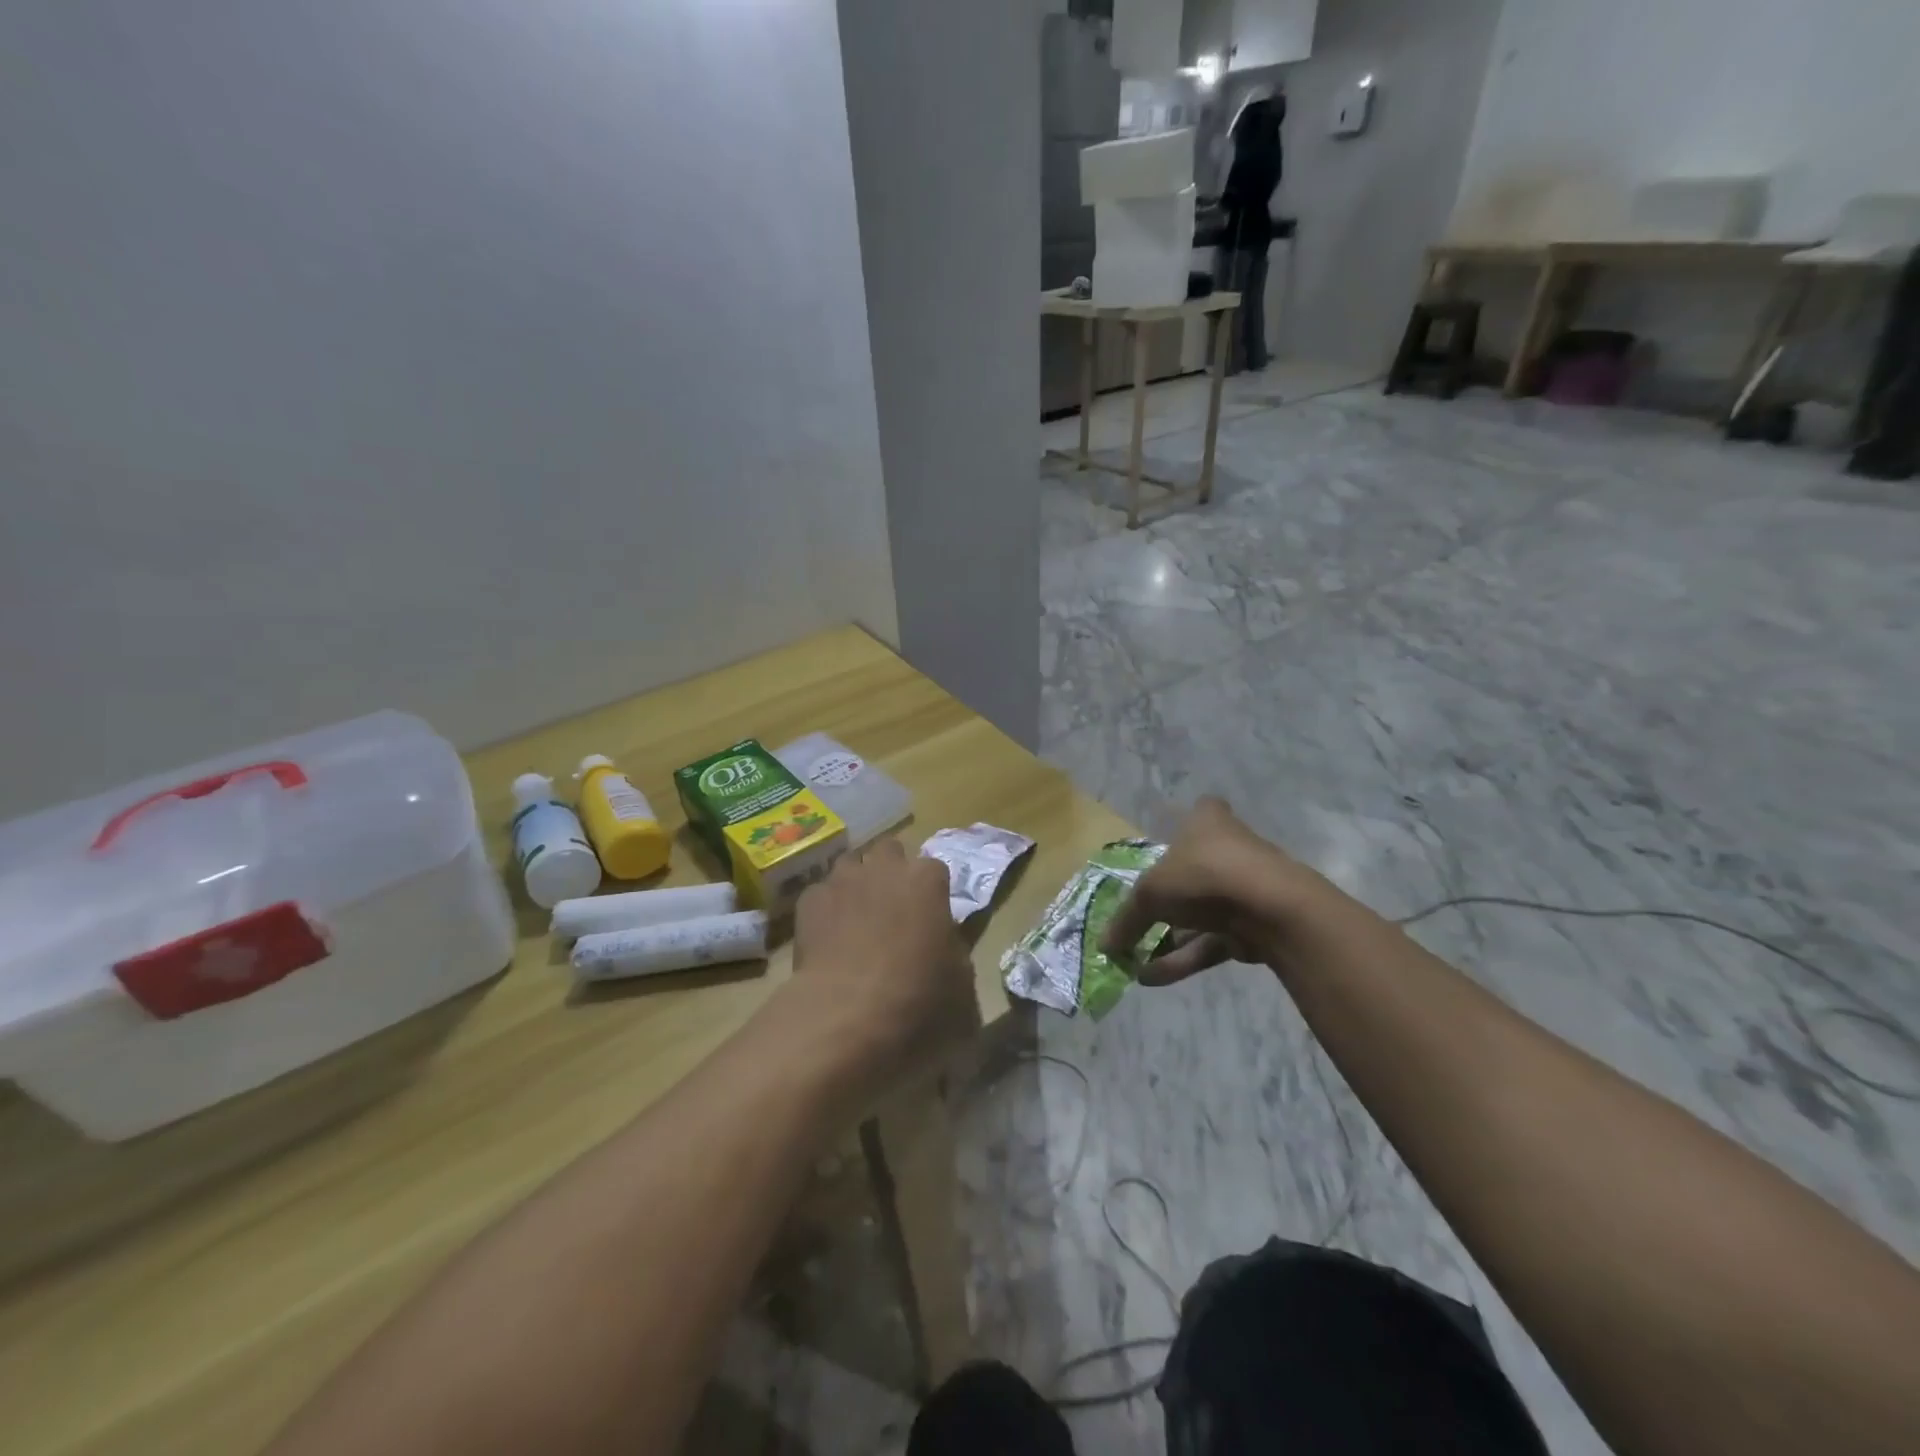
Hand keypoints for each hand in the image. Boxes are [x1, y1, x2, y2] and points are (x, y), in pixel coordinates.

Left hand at [784, 839, 974, 1080]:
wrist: (846, 1015)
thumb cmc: (917, 999)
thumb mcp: (960, 984)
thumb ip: (954, 953)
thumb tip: (944, 948)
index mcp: (927, 880)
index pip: (935, 869)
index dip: (932, 893)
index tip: (930, 918)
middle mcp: (884, 867)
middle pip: (890, 852)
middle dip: (891, 872)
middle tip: (894, 909)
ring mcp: (842, 880)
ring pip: (851, 866)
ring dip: (857, 884)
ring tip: (857, 918)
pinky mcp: (809, 901)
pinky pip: (821, 895)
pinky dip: (826, 909)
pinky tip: (828, 938)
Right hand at [1102, 797, 1320, 985]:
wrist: (1271, 908)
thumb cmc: (1203, 875)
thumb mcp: (1150, 894)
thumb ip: (1126, 920)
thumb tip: (1104, 945)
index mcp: (1207, 822)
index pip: (1200, 812)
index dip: (1184, 826)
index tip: (1166, 845)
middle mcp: (1229, 848)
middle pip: (1194, 870)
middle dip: (1166, 900)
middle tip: (1136, 921)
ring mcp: (1245, 888)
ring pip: (1200, 913)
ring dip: (1168, 939)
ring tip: (1134, 964)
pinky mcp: (1254, 923)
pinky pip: (1212, 940)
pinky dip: (1184, 957)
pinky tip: (1152, 978)